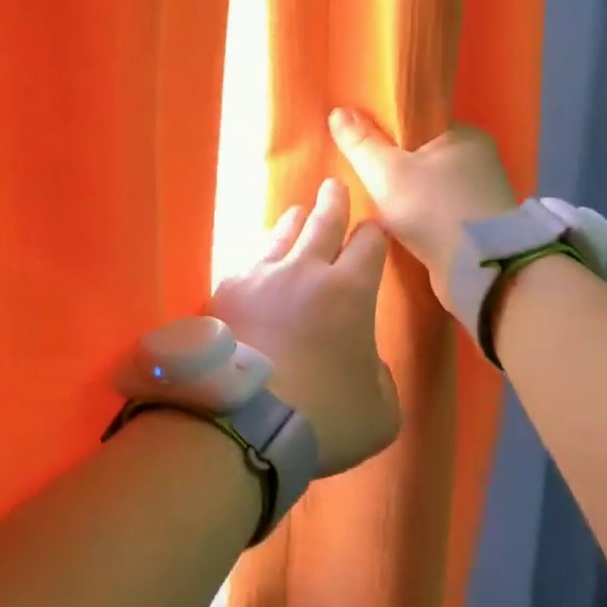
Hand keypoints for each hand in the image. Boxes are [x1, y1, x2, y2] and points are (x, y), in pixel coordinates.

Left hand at [209, 178, 400, 477]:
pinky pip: (247, 262)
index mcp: (350, 291)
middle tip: (333, 186)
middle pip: (323, 221)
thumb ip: (380, 377)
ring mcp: (261, 276)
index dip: (375, 234)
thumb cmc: (324, 416)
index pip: (369, 244)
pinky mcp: (225, 291)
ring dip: (293, 221)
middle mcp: (305, 270)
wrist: (244, 420)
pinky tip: (256, 264)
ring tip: (296, 214)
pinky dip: (259, 257)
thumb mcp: (380, 410)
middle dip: (333, 201)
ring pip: (281, 234)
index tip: (375, 229)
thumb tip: (365, 361)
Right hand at [327, 107, 517, 313]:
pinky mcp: (477, 222)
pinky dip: (417, 212)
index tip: (358, 144)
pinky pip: (437, 207)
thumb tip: (338, 111)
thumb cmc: (433, 210)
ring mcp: (480, 192)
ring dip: (403, 191)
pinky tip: (395, 221)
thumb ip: (360, 143)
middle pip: (419, 152)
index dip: (383, 130)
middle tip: (359, 176)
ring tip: (372, 200)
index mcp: (463, 134)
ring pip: (427, 182)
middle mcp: (477, 158)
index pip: (415, 121)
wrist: (481, 270)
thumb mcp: (385, 172)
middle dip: (391, 164)